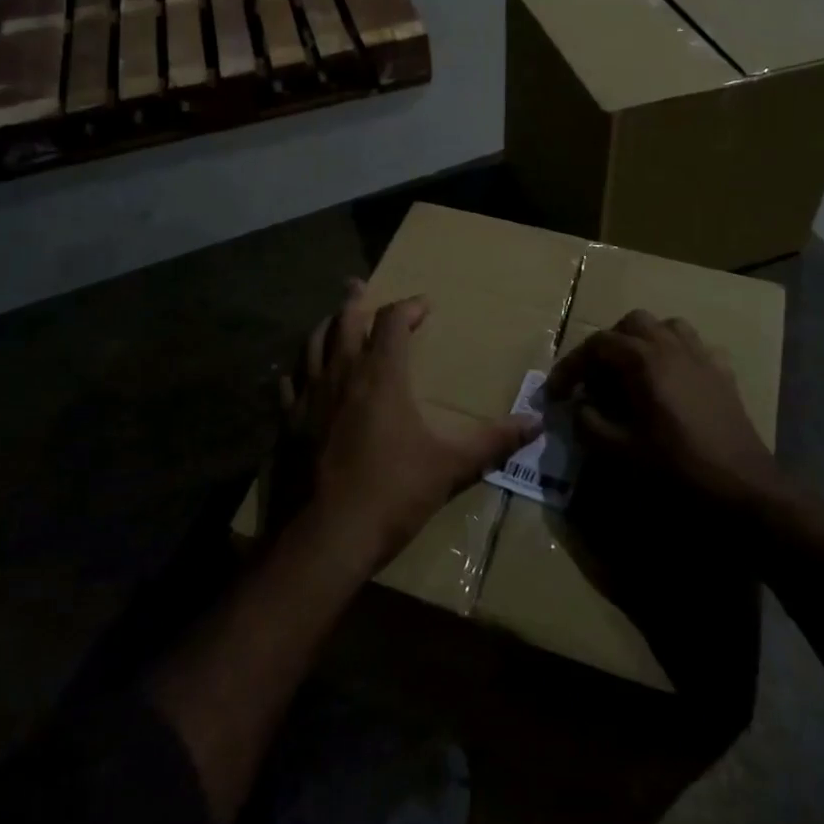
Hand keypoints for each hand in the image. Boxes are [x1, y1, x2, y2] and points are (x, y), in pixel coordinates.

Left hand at [279, 282, 539, 573]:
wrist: (325, 537)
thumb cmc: (393, 493)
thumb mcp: (451, 466)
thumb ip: (493, 441)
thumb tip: (537, 423)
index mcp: (380, 374)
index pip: (393, 321)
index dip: (409, 307)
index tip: (423, 306)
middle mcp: (341, 373)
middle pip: (344, 321)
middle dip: (355, 301)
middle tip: (358, 285)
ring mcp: (308, 397)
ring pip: (311, 345)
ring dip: (324, 327)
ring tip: (331, 320)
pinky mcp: (286, 424)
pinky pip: (288, 384)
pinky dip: (297, 372)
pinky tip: (298, 376)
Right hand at [546, 310, 774, 505]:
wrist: (743, 489)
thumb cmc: (677, 469)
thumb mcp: (619, 452)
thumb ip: (589, 423)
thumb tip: (579, 407)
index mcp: (644, 360)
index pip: (596, 345)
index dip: (570, 366)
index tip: (556, 394)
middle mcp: (672, 346)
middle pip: (632, 323)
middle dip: (608, 345)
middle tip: (595, 379)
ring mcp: (702, 357)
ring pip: (667, 327)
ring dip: (643, 342)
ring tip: (632, 373)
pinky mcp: (724, 374)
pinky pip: (695, 348)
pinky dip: (676, 356)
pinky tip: (671, 384)